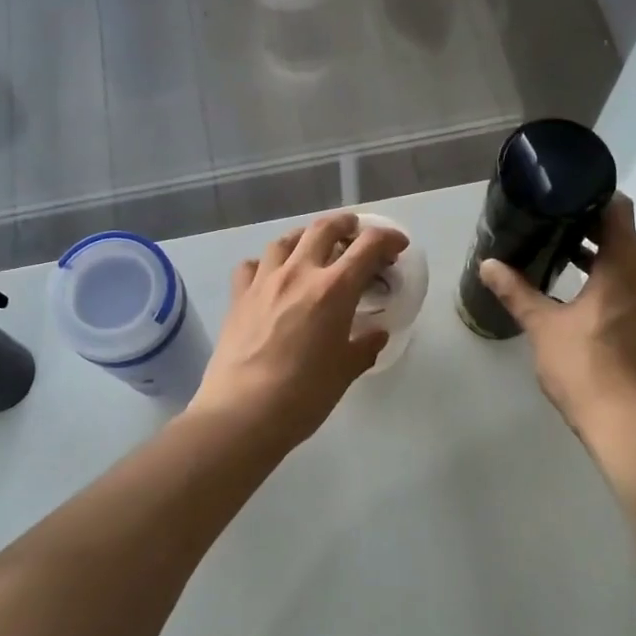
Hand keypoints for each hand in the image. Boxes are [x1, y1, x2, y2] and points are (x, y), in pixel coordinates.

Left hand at [190, 213, 409, 455]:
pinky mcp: (238, 296)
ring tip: (313, 248)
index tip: (398, 245)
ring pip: (286, 240)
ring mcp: (264, 281)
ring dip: (305, 237)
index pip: (368, 246)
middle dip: (346, 224)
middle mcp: (299, 273)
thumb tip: (376, 333)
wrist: (242, 412)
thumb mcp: (345, 371)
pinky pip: (253, 265)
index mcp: (334, 289)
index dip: (388, 238)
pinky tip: (271, 276)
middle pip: (324, 228)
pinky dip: (266, 263)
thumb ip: (364, 346)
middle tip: (356, 233)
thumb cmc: (303, 395)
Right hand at [478, 197, 635, 446]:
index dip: (594, 196)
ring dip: (595, 252)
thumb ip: (516, 291)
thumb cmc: (584, 366)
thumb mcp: (543, 326)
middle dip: (588, 224)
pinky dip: (602, 276)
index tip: (564, 191)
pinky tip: (572, 288)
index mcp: (623, 270)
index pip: (618, 212)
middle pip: (622, 235)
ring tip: (555, 247)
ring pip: (624, 262)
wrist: (624, 422)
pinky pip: (625, 285)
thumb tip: (488, 264)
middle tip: (549, 217)